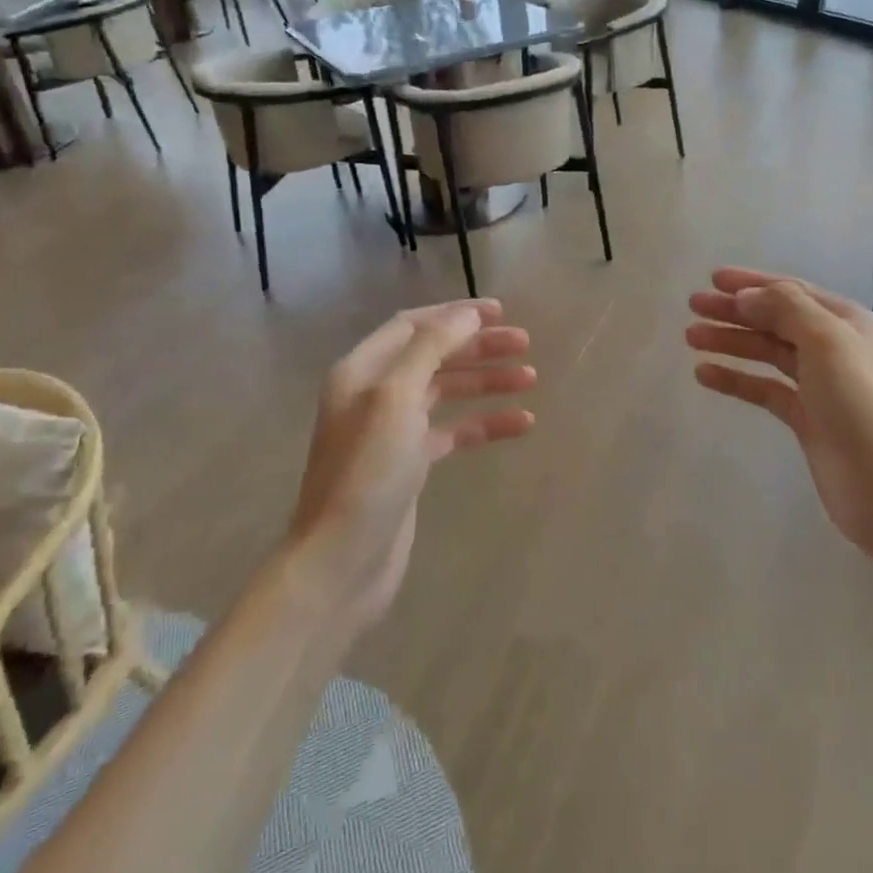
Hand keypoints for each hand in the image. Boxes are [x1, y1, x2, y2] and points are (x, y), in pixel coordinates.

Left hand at [292, 299, 535, 631]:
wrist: (342, 561)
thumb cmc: (367, 471)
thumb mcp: (396, 397)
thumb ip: (431, 348)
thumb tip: (466, 314)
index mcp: (363, 370)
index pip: (413, 325)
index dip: (456, 314)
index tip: (500, 311)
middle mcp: (375, 394)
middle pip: (435, 355)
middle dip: (479, 347)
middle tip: (524, 344)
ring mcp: (394, 430)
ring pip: (448, 391)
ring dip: (487, 382)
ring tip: (530, 379)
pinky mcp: (411, 464)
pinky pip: (455, 431)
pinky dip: (485, 424)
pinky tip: (521, 424)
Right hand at [687, 268, 872, 555]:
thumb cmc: (860, 402)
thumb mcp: (826, 340)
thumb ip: (785, 308)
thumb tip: (746, 296)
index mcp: (846, 321)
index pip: (791, 290)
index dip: (751, 282)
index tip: (712, 279)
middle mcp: (834, 347)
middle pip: (775, 319)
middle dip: (735, 311)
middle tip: (693, 306)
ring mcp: (820, 384)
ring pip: (767, 352)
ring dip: (731, 342)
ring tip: (691, 337)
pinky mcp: (806, 418)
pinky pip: (764, 389)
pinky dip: (736, 379)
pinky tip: (704, 374)